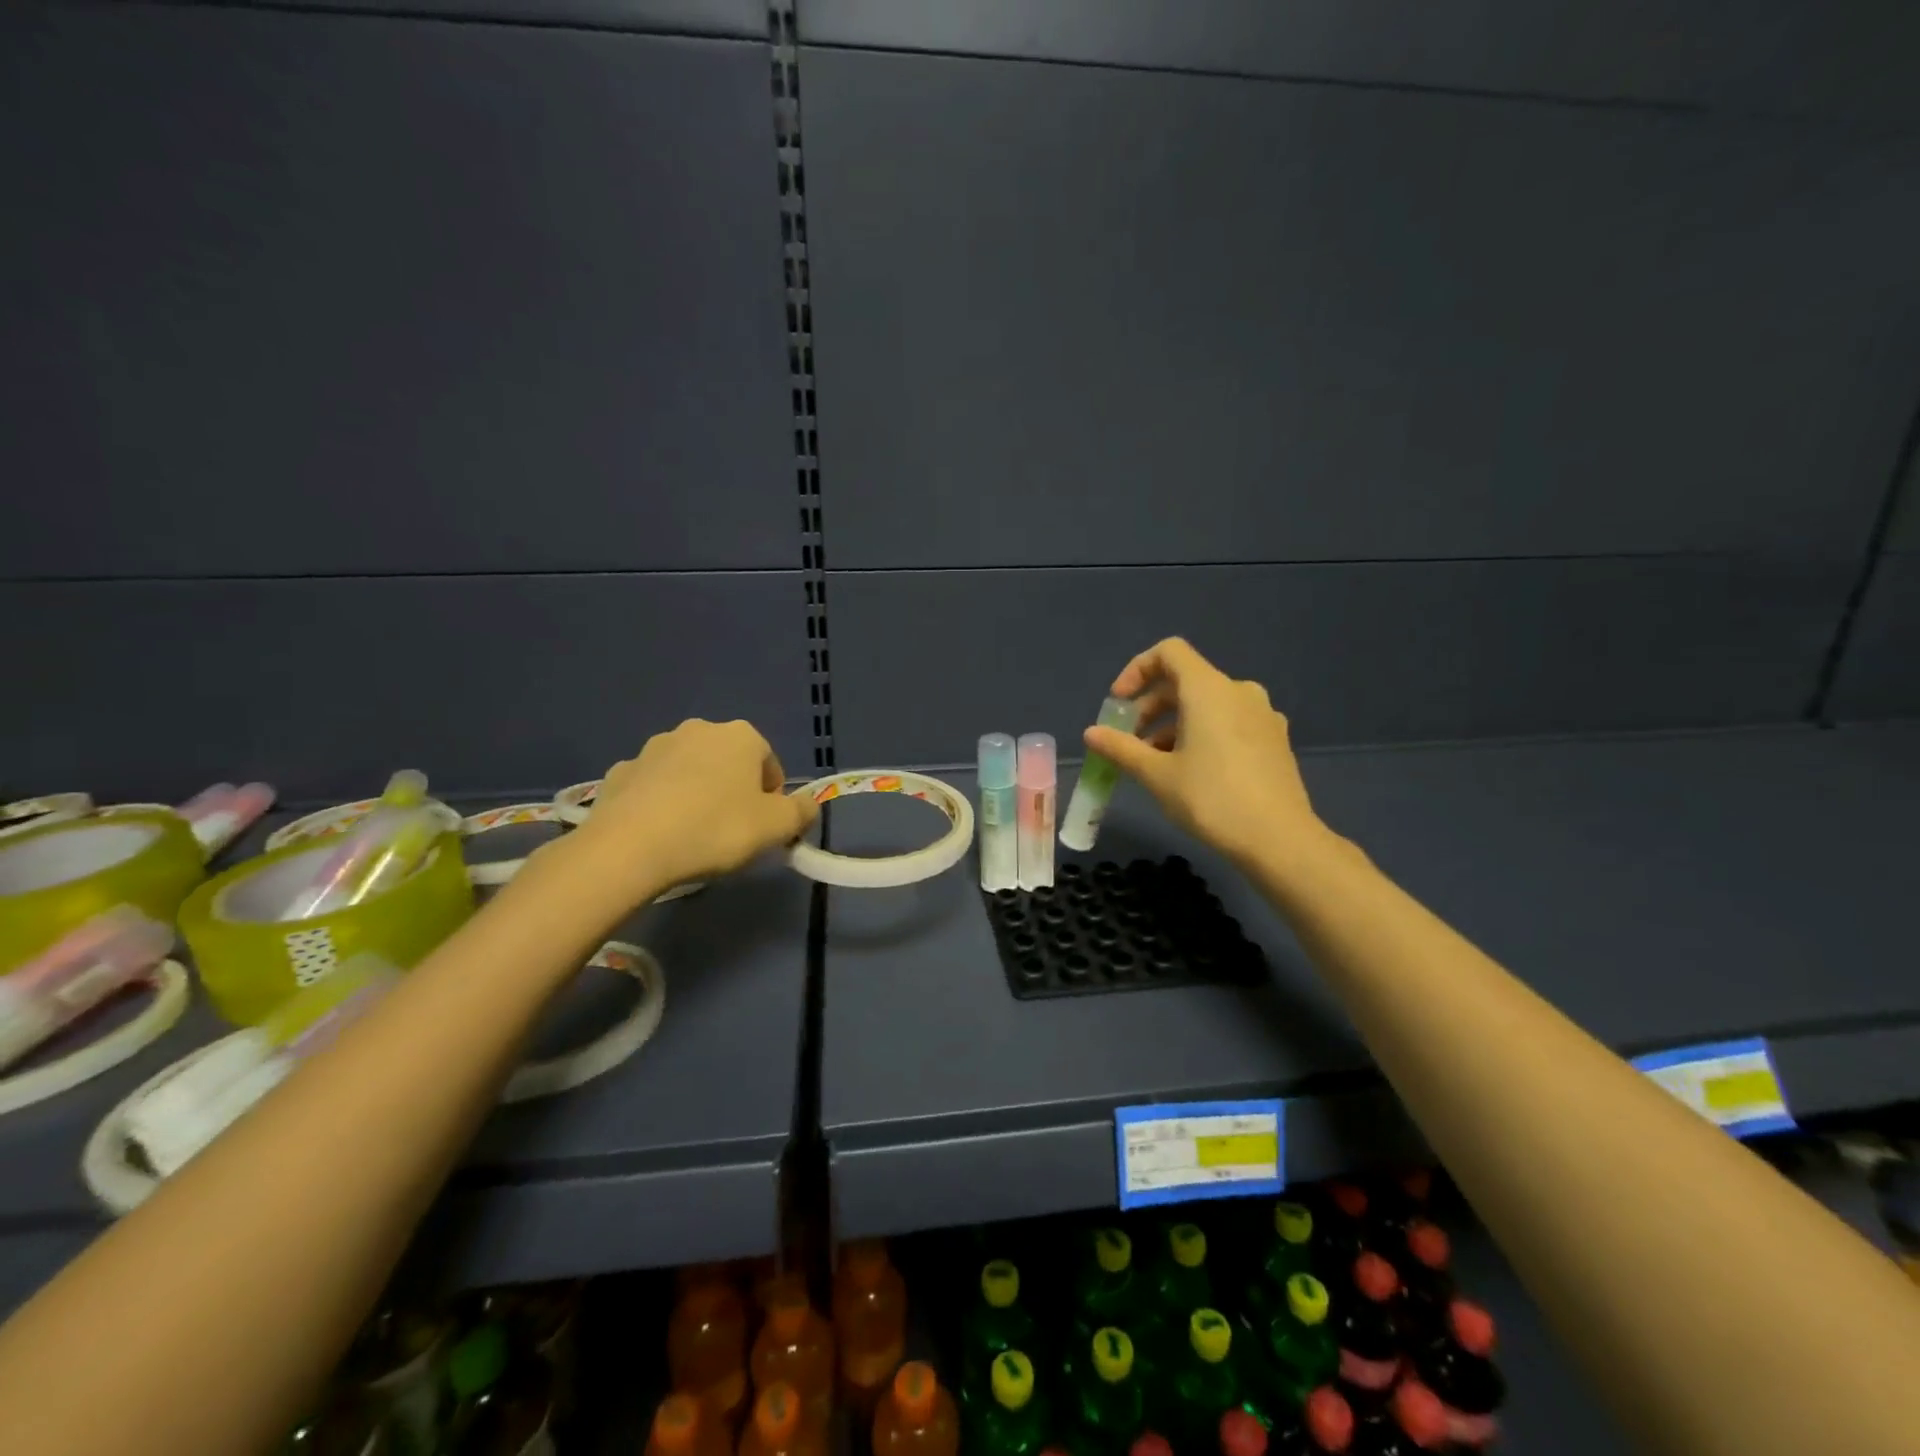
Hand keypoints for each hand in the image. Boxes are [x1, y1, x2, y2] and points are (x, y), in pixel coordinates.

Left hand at [575, 719, 817, 898]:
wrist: (630, 847)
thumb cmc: (716, 829)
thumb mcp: (777, 827)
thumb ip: (801, 812)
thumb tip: (809, 805)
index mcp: (740, 736)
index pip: (769, 763)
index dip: (772, 797)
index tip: (764, 827)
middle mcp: (697, 730)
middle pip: (728, 763)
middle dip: (733, 790)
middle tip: (732, 831)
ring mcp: (653, 748)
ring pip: (689, 772)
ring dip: (696, 794)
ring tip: (693, 835)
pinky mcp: (621, 772)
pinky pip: (653, 786)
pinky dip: (661, 803)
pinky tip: (659, 834)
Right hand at [1084, 638, 1333, 872]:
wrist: (1280, 840)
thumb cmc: (1212, 799)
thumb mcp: (1156, 775)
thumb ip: (1121, 748)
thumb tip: (1091, 733)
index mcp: (1209, 690)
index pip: (1169, 652)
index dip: (1137, 670)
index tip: (1119, 704)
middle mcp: (1239, 691)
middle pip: (1185, 680)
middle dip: (1150, 706)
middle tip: (1129, 742)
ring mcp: (1262, 715)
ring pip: (1207, 705)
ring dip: (1174, 724)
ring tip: (1156, 763)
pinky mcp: (1275, 739)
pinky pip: (1229, 722)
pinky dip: (1202, 734)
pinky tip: (1192, 771)